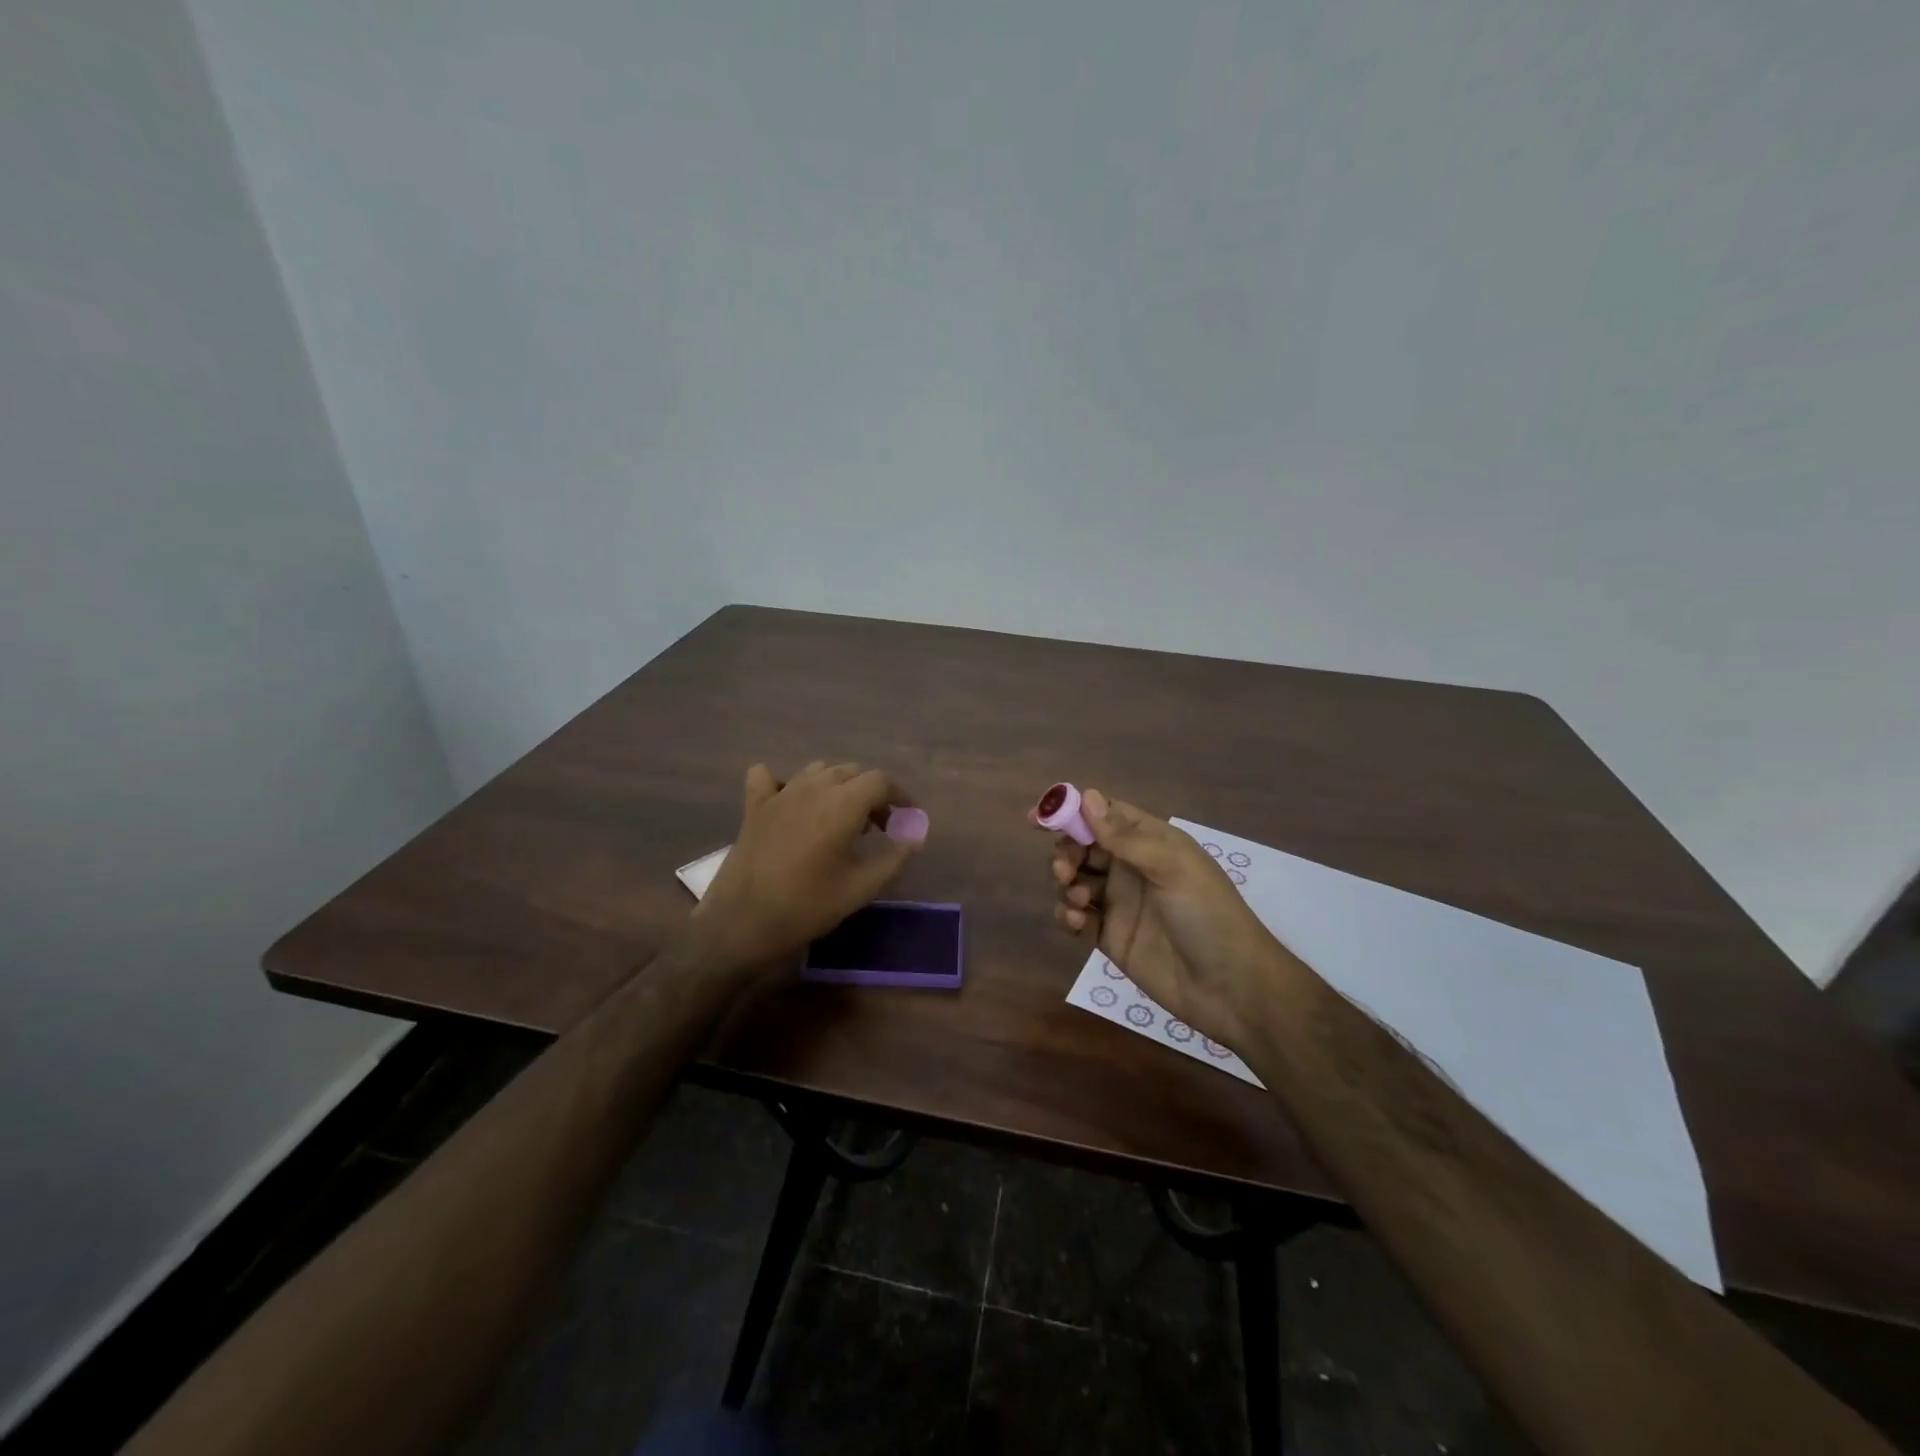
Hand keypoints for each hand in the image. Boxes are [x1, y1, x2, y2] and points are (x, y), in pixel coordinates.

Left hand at [694, 761, 923, 972]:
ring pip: (818, 771)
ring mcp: (780, 794)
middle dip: (871, 794)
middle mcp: (813, 788)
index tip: (906, 819)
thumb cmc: (807, 906)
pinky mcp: (754, 806)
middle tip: (878, 828)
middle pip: (851, 772)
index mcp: (842, 804)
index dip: (899, 796)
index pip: (880, 781)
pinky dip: (785, 782)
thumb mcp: (861, 888)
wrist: (742, 924)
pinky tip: (791, 802)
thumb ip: (895, 858)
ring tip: (841, 819)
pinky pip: (769, 776)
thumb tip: (916, 836)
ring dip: (837, 787)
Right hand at [1045, 790, 1283, 1052]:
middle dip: (1065, 852)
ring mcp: (1119, 903)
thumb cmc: (1208, 914)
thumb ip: (1125, 836)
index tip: (1037, 817)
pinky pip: (1075, 917)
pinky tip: (1076, 922)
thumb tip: (1087, 796)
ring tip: (1077, 900)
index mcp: (1150, 842)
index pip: (1104, 814)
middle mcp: (1131, 867)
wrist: (1231, 988)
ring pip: (1074, 880)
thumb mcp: (1171, 866)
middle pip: (1082, 846)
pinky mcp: (1109, 937)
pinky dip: (1067, 915)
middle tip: (1064, 869)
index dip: (1071, 811)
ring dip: (1065, 883)